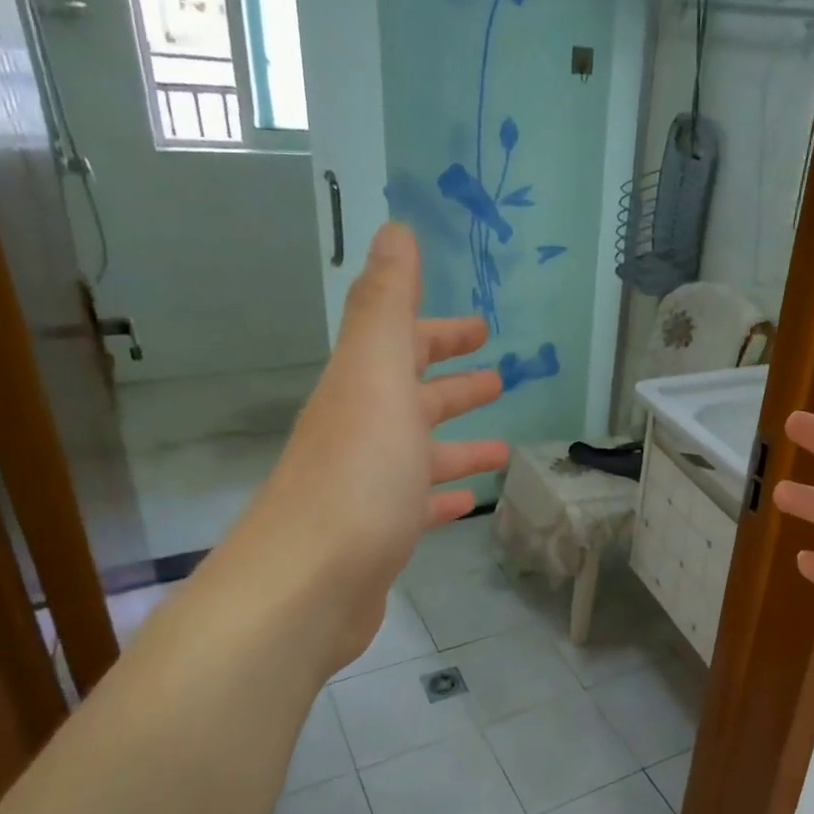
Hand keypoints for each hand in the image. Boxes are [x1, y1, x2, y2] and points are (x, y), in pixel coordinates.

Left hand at [225, 223, 507, 673]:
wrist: (308, 584)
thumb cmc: (357, 475)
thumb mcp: (376, 376)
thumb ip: (387, 305)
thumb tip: (395, 228)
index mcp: (362, 391)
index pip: (402, 344)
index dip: (440, 330)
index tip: (482, 325)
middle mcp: (361, 432)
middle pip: (412, 397)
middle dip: (453, 383)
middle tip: (499, 375)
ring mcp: (368, 486)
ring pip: (420, 453)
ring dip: (459, 443)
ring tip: (505, 445)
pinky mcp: (378, 535)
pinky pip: (418, 504)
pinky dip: (443, 497)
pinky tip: (468, 503)